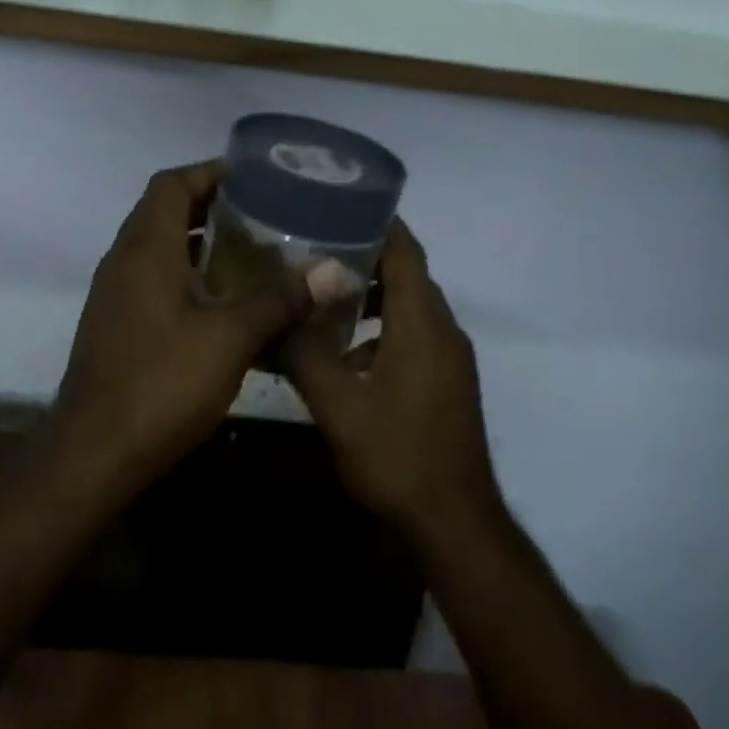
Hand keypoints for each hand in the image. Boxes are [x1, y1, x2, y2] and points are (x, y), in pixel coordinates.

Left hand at [50, 161, 307, 487]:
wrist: (94, 454)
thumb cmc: (161, 384)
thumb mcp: (231, 338)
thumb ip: (280, 299)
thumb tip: (333, 270)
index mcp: (146, 249)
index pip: (172, 184)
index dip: (210, 171)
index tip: (253, 176)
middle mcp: (125, 261)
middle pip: (165, 210)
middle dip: (212, 205)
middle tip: (263, 212)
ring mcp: (116, 294)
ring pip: (160, 247)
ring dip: (200, 241)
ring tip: (252, 251)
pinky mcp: (117, 324)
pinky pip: (154, 279)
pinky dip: (188, 275)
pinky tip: (225, 302)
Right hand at [281, 221, 503, 544]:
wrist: (455, 525)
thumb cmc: (398, 458)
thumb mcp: (338, 406)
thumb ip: (304, 353)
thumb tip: (273, 312)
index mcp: (423, 324)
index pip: (405, 251)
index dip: (377, 222)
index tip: (337, 203)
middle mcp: (443, 331)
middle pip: (407, 274)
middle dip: (364, 255)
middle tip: (313, 245)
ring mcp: (449, 358)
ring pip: (409, 307)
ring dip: (372, 294)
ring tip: (322, 292)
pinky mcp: (446, 381)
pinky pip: (414, 334)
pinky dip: (381, 327)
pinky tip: (343, 351)